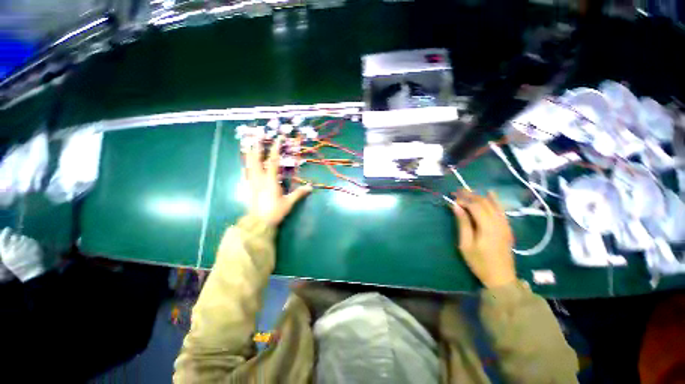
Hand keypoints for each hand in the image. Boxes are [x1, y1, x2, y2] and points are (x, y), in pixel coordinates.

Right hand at [0, 227, 45, 281]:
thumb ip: (7, 247)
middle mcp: (13, 246)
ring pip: (23, 237)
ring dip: (24, 241)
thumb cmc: (18, 266)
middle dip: (17, 239)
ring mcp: (23, 244)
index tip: (8, 229)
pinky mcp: (33, 244)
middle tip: (19, 246)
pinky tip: (31, 250)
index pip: (3, 236)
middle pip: (14, 236)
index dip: (6, 232)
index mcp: (5, 251)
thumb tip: (8, 234)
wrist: (31, 272)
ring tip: (26, 250)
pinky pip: (31, 240)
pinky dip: (31, 243)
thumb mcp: (8, 258)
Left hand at [245, 136, 311, 224]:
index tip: (278, 139)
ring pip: (248, 165)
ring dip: (249, 153)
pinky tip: (245, 163)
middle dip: (257, 147)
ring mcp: (252, 182)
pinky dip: (245, 165)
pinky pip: (245, 173)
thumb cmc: (275, 211)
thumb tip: (310, 187)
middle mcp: (259, 179)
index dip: (275, 149)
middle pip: (256, 160)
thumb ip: (299, 193)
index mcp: (270, 181)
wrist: (259, 222)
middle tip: (257, 135)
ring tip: (248, 144)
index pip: (273, 161)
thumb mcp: (288, 202)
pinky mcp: (248, 187)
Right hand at [451, 190, 515, 288]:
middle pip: (484, 203)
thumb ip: (462, 224)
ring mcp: (505, 225)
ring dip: (480, 196)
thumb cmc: (479, 262)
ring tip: (468, 192)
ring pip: (493, 204)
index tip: (452, 199)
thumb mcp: (466, 244)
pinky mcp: (507, 227)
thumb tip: (456, 207)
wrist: (501, 277)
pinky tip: (490, 193)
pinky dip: (495, 200)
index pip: (475, 206)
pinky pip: (501, 210)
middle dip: (470, 195)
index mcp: (487, 227)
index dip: (463, 200)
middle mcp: (498, 222)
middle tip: (457, 192)